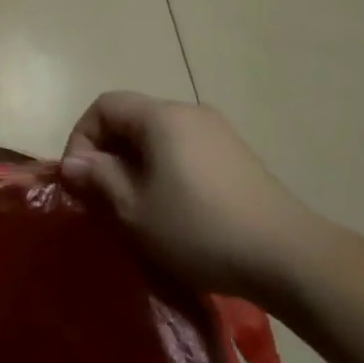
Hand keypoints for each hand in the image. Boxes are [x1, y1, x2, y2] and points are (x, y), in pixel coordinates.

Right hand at [59, 92, 320, 300]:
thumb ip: (98, 178)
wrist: (289, 257)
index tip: (80, 179)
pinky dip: (165, 170)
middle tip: (102, 196)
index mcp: (161, 116)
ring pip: (158, 137)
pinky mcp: (236, 156)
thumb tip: (74, 163)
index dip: (81, 137)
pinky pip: (184, 151)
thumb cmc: (198, 228)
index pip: (104, 106)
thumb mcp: (134, 209)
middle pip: (131, 118)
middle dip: (107, 153)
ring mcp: (218, 132)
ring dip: (135, 164)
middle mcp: (189, 112)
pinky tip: (172, 208)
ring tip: (135, 206)